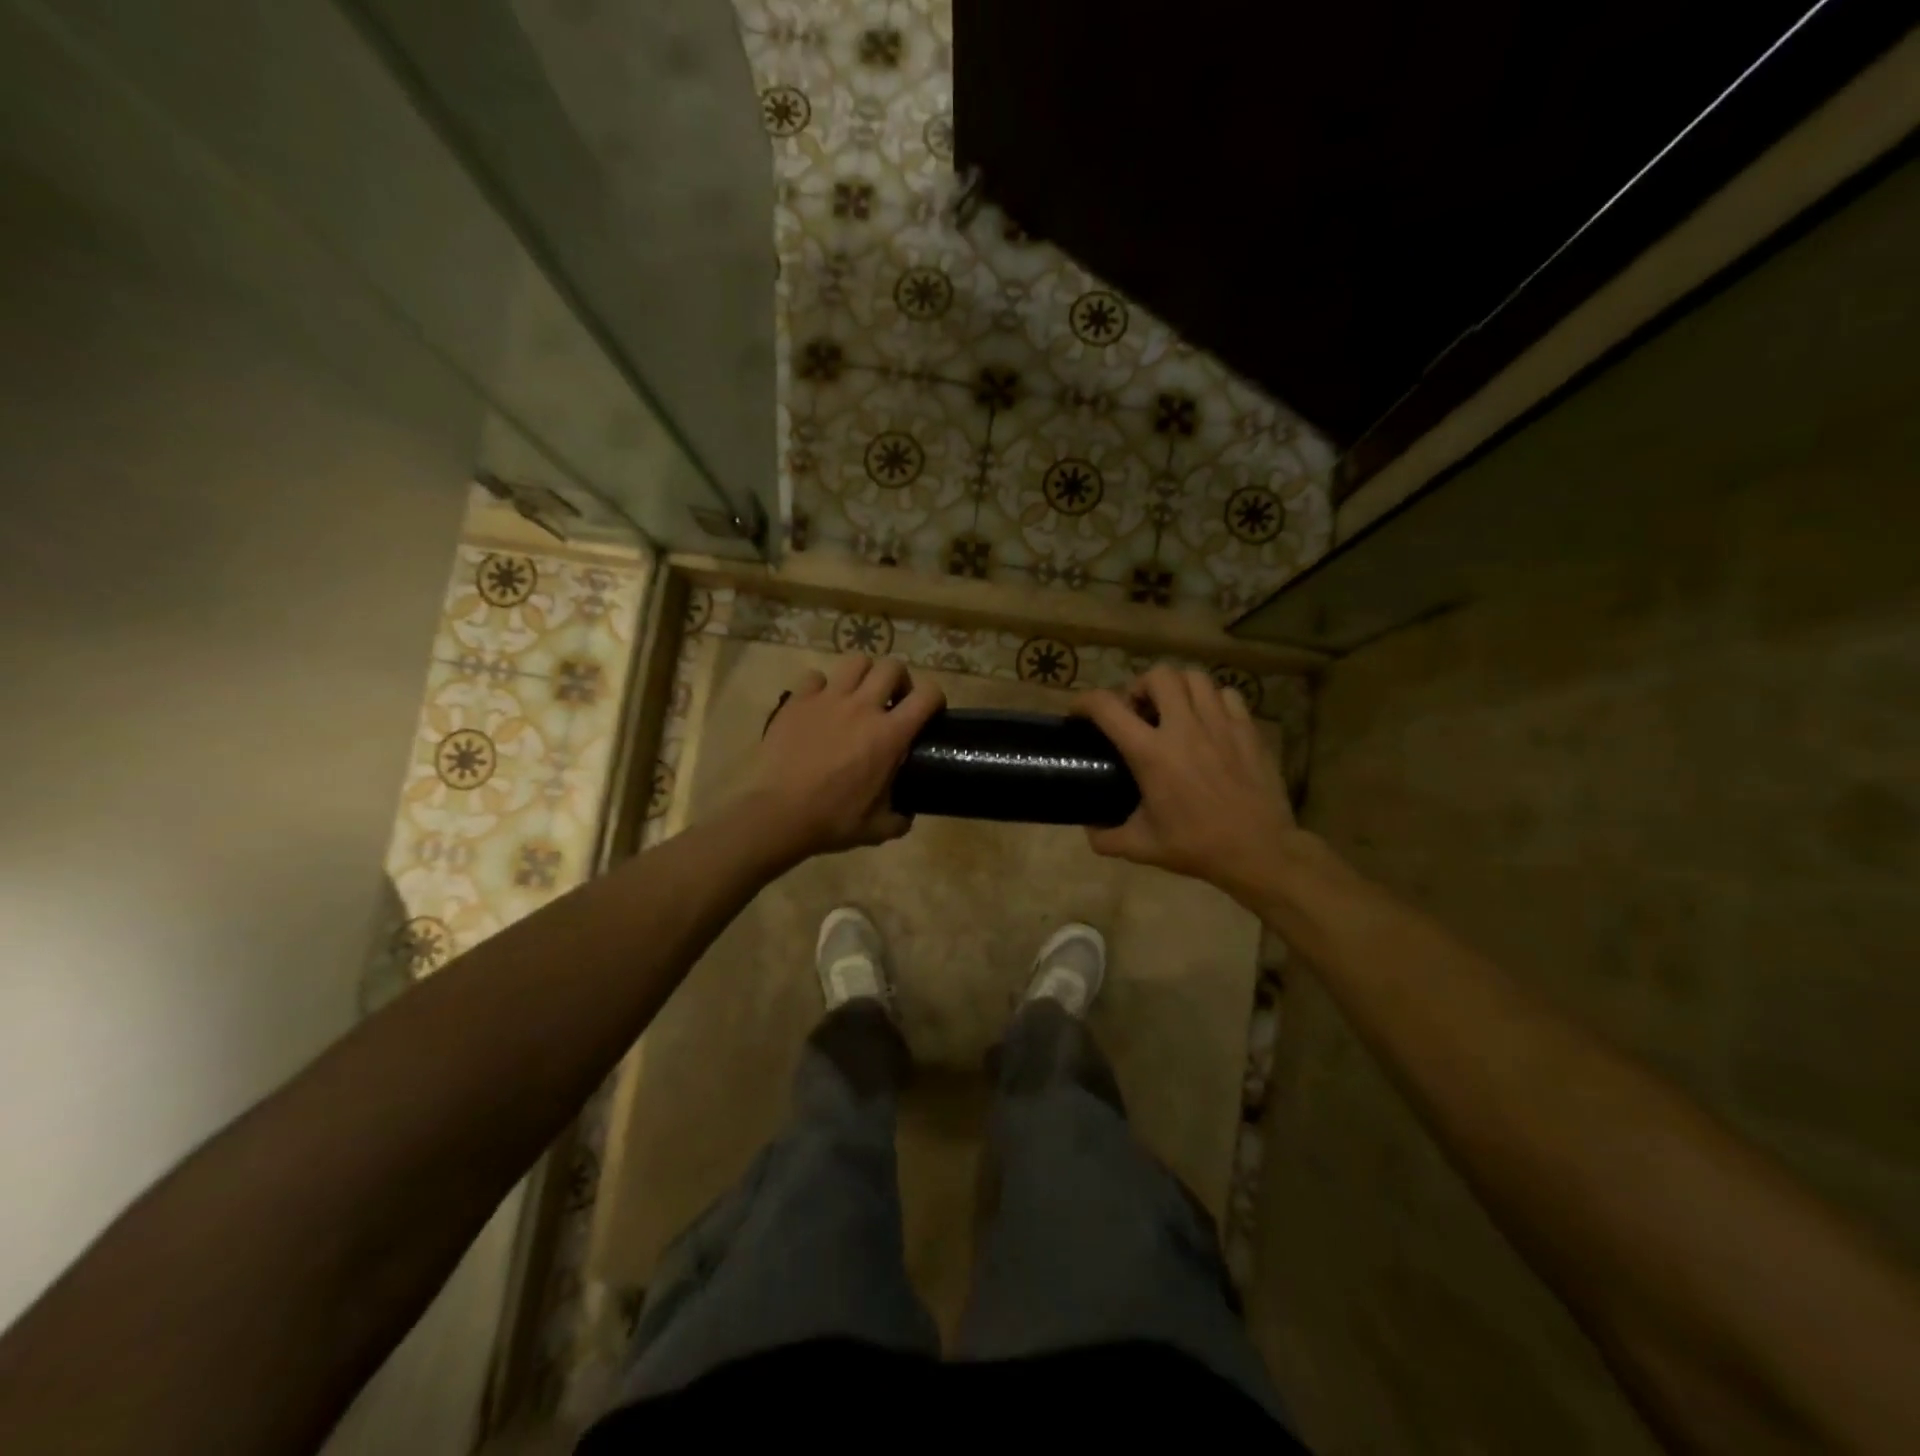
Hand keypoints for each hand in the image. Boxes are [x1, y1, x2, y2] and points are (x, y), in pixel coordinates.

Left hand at [738, 654, 944, 865]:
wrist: (779, 815)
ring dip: (864, 675)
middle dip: (899, 679)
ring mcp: (828, 699)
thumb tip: (905, 814)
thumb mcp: (877, 828)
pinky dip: (822, 687)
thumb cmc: (832, 821)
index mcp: (890, 735)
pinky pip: (815, 677)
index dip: (935, 698)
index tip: (930, 712)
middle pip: (892, 666)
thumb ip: (899, 818)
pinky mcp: (797, 701)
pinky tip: (820, 705)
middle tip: (893, 701)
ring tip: (859, 695)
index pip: (927, 695)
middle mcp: (863, 707)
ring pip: (856, 661)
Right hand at [1071, 666, 1297, 903]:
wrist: (1259, 851)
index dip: (1084, 702)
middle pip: (1158, 676)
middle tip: (1138, 711)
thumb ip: (1106, 837)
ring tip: (1173, 710)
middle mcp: (1184, 728)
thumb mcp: (1141, 847)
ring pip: (1195, 678)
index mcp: (1151, 754)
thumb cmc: (1196, 847)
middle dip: (1140, 686)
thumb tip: (1088, 828)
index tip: (1079, 712)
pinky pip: (1227, 695)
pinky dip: (1212, 700)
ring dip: (1177, 688)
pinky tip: (1208, 721)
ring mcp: (1220, 724)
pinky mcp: (1248, 729)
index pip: (1107, 707)